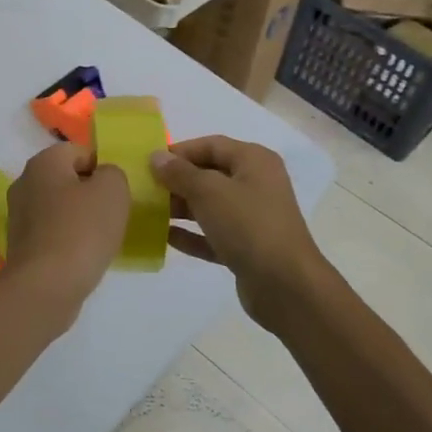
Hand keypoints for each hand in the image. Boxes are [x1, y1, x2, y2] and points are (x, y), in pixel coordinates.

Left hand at [0, 143, 130, 324]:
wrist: (45, 287)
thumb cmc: (81, 230)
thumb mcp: (112, 190)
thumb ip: (113, 173)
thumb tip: (103, 177)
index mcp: (43, 162)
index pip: (79, 151)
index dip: (103, 167)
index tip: (120, 191)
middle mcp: (25, 182)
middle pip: (68, 179)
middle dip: (92, 193)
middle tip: (115, 213)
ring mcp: (19, 215)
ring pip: (60, 207)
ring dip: (81, 218)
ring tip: (103, 238)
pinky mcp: (21, 245)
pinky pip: (52, 232)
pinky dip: (69, 239)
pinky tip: (84, 256)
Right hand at [149, 136, 328, 323]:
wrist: (286, 286)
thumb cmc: (248, 225)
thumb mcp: (209, 192)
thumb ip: (180, 173)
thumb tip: (156, 157)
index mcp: (254, 161)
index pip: (211, 145)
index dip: (180, 151)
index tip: (149, 163)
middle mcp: (256, 184)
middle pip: (209, 174)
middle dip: (177, 181)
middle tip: (145, 189)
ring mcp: (252, 218)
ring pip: (210, 205)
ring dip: (181, 208)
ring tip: (149, 212)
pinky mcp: (247, 248)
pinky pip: (213, 234)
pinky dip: (192, 234)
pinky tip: (166, 238)